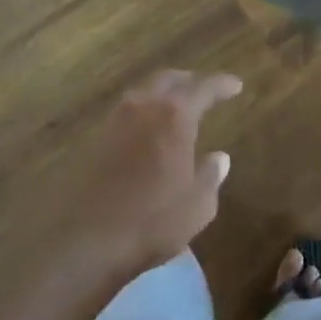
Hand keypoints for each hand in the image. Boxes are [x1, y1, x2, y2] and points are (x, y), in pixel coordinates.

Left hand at [59, 68, 243, 282]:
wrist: (84, 240)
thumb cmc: (151, 222)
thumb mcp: (197, 206)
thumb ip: (211, 176)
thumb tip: (219, 157)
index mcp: (174, 116)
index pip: (204, 87)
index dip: (222, 84)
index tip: (236, 86)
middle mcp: (143, 107)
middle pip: (168, 79)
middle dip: (189, 80)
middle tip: (205, 90)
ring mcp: (114, 120)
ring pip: (143, 93)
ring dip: (162, 94)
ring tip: (176, 108)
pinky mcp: (93, 138)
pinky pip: (125, 113)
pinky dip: (143, 113)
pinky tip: (147, 132)